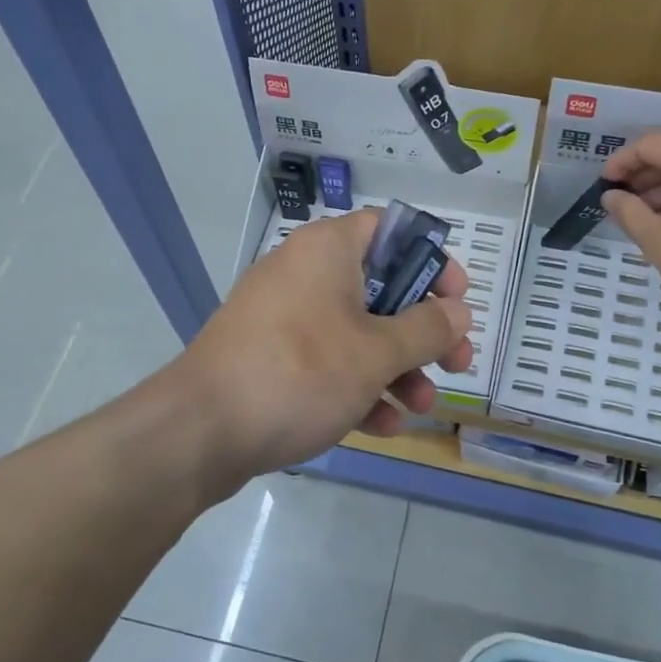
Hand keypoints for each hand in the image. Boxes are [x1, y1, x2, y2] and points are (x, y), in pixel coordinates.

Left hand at [177, 209, 474, 480]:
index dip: (432, 260)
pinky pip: (326, 362)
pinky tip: (382, 426)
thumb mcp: (376, 353)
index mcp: (328, 250)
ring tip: (422, 406)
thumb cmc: (300, 373)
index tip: (457, 299)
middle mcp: (304, 274)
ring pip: (356, 332)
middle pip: (381, 289)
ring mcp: (284, 318)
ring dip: (397, 368)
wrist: (201, 430)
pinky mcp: (270, 358)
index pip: (391, 231)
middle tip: (456, 363)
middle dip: (423, 331)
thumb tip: (459, 312)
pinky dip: (357, 387)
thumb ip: (426, 329)